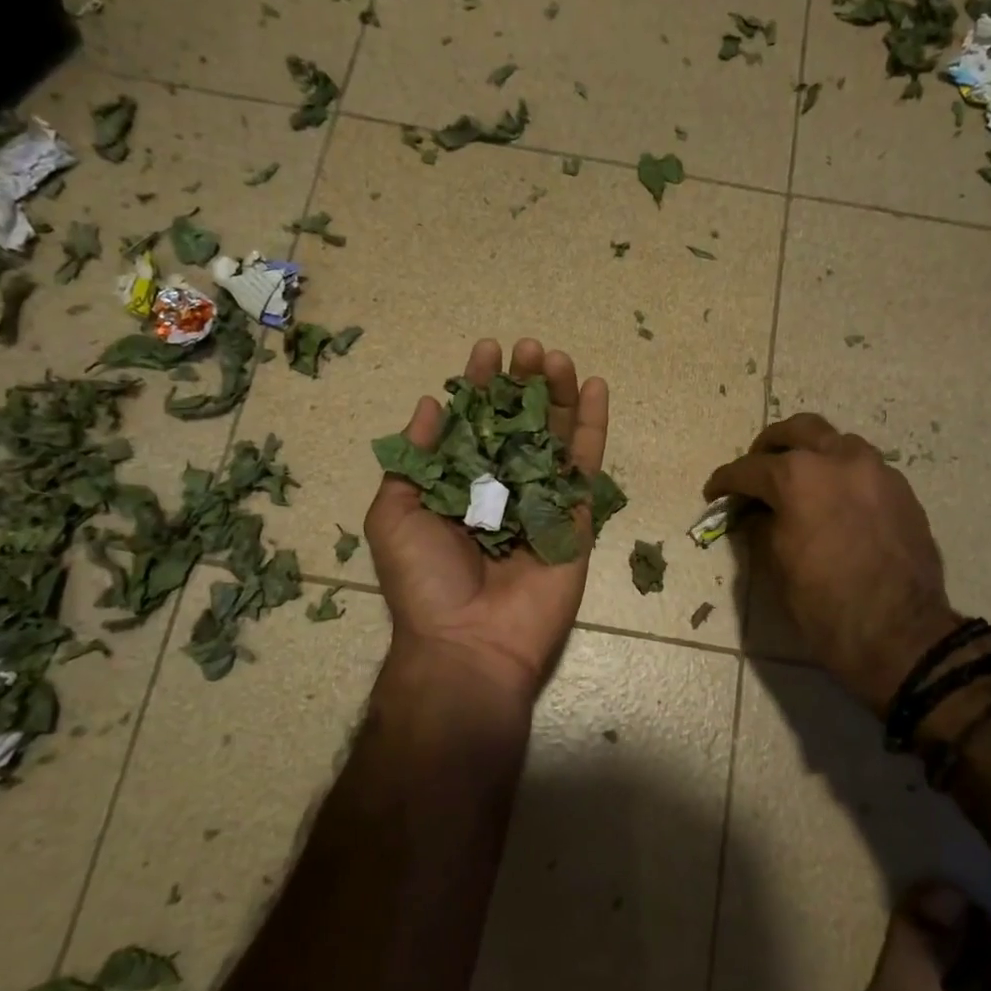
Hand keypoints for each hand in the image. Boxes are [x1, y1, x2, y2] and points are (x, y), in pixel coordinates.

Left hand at [365, 338, 609, 716]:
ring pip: (556, 436)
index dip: (480, 386)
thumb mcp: (393, 513)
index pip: (473, 423)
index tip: (488, 349)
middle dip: (523, 383)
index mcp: (458, 484)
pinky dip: (594, 426)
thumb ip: (413, 457)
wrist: (470, 642)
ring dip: (558, 394)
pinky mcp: (576, 516)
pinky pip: (588, 466)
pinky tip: (596, 387)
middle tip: (529, 348)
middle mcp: (502, 486)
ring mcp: (542, 499)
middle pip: (519, 423)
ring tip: (557, 357)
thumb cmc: (425, 580)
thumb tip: (430, 403)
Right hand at [705, 413, 959, 711]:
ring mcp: (877, 471)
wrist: (900, 635)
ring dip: (811, 453)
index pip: (749, 468)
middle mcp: (839, 459)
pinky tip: (833, 502)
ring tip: (798, 483)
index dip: (725, 481)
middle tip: (756, 470)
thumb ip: (760, 527)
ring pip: (836, 442)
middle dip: (769, 445)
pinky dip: (841, 474)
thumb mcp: (775, 567)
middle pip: (798, 430)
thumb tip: (756, 514)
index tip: (714, 493)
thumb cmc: (824, 606)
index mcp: (799, 477)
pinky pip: (864, 468)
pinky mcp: (902, 491)